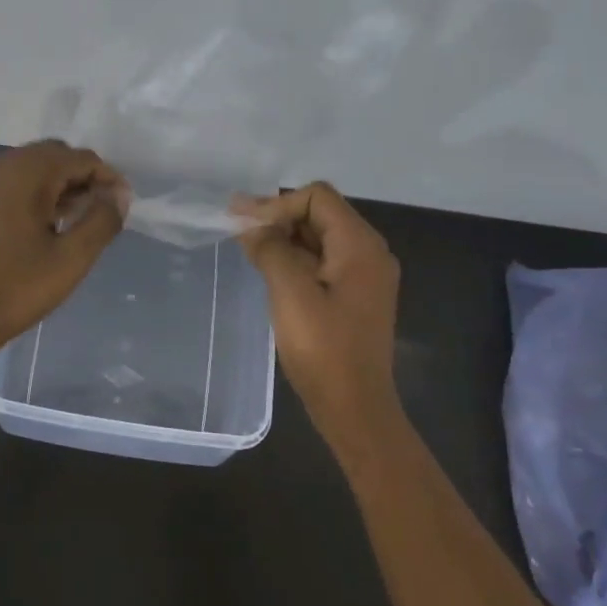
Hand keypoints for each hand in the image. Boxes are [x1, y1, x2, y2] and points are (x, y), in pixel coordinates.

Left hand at [0, 141, 126, 358]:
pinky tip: (49, 223)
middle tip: (102, 214)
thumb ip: (102, 220)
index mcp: (25, 171)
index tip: (122, 208)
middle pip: (57, 156)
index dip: (108, 179)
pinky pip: (16, 180)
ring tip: (79, 221)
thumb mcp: (72, 257)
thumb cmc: (17, 288)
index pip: (81, 159)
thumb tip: (118, 195)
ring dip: (62, 186)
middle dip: (84, 179)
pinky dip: (38, 192)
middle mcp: (2, 163)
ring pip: (36, 167)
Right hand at [237, 182, 401, 453]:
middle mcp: (369, 252)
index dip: (278, 205)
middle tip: (238, 232)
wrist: (354, 408)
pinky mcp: (355, 296)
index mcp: (360, 245)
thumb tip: (250, 224)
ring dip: (284, 238)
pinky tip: (270, 271)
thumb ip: (270, 249)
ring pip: (319, 238)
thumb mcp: (290, 292)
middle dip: (279, 218)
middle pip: (320, 214)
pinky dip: (295, 259)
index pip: (317, 197)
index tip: (245, 227)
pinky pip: (323, 262)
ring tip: (249, 249)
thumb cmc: (323, 349)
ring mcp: (364, 276)